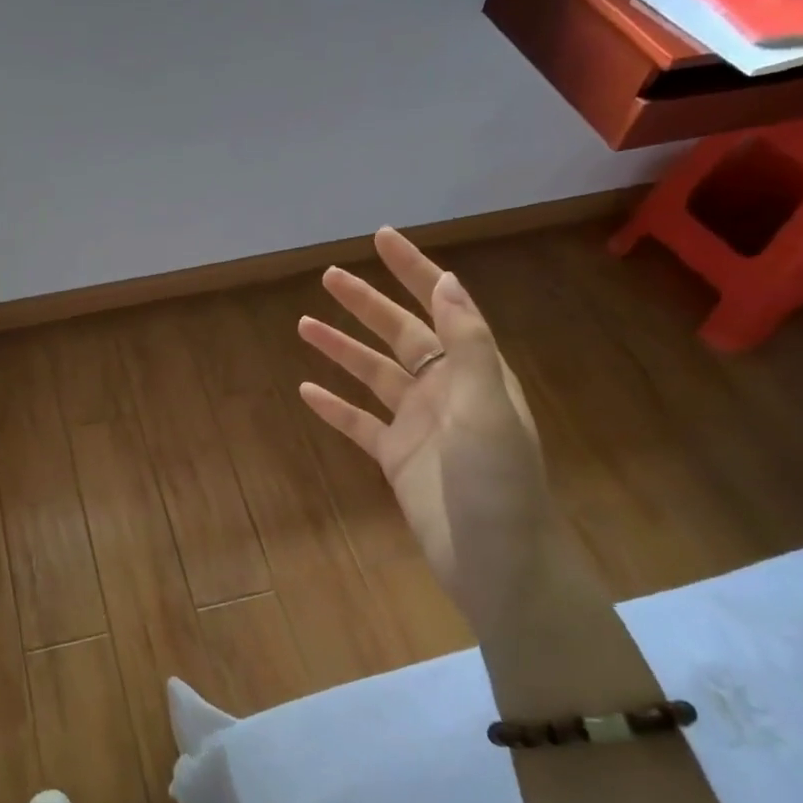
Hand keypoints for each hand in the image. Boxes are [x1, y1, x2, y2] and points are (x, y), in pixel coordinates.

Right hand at [296, 228, 552, 634]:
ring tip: (303, 324)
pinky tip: (306, 390)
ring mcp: (418, 425)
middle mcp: (445, 390)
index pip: (442, 306)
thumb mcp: (488, 408)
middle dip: (366, 303)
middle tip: (328, 276)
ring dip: (341, 349)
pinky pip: (358, 423)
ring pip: (372, 375)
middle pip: (400, 334)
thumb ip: (468, 345)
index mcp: (474, 372)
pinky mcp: (395, 458)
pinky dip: (333, 406)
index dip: (414, 270)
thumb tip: (448, 282)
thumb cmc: (499, 484)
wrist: (498, 564)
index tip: (382, 238)